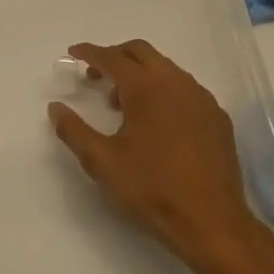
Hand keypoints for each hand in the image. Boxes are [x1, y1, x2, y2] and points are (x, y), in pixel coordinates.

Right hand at [48, 40, 263, 273]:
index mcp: (146, 88)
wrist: (212, 222)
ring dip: (140, 75)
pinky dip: (163, 90)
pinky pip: (185, 89)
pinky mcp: (217, 117)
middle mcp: (177, 83)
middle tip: (96, 76)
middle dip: (115, 56)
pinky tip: (156, 122)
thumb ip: (74, 131)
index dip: (89, 53)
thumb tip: (56, 108)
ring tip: (122, 106)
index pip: (112, 57)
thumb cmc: (152, 189)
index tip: (73, 54)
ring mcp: (202, 98)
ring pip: (166, 68)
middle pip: (141, 52)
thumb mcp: (102, 162)